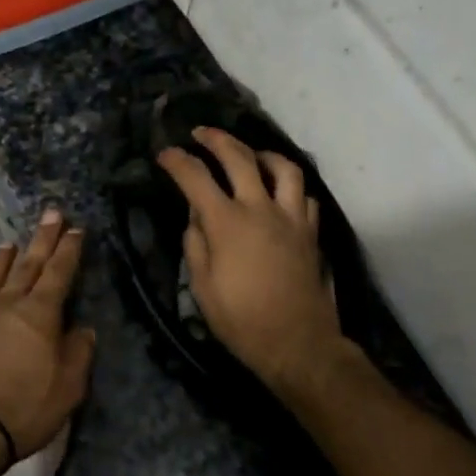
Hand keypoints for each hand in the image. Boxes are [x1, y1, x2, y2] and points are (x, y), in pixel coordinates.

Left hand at [0, 208, 95, 473]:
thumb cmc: (22, 410)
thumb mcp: (68, 388)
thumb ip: (78, 354)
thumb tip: (82, 329)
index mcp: (39, 314)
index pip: (58, 273)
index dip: (68, 250)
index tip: (75, 228)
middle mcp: (4, 306)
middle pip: (26, 266)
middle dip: (41, 240)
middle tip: (50, 214)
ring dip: (0, 261)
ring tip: (7, 245)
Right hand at [156, 127, 344, 397]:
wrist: (297, 342)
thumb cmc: (241, 320)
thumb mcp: (202, 286)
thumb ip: (196, 243)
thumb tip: (196, 216)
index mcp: (227, 222)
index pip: (196, 178)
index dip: (177, 161)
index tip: (165, 154)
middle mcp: (260, 209)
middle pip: (239, 157)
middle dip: (216, 139)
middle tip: (201, 133)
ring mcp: (291, 217)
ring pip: (283, 168)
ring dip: (262, 153)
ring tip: (250, 154)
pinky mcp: (311, 232)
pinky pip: (304, 196)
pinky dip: (290, 187)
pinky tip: (281, 192)